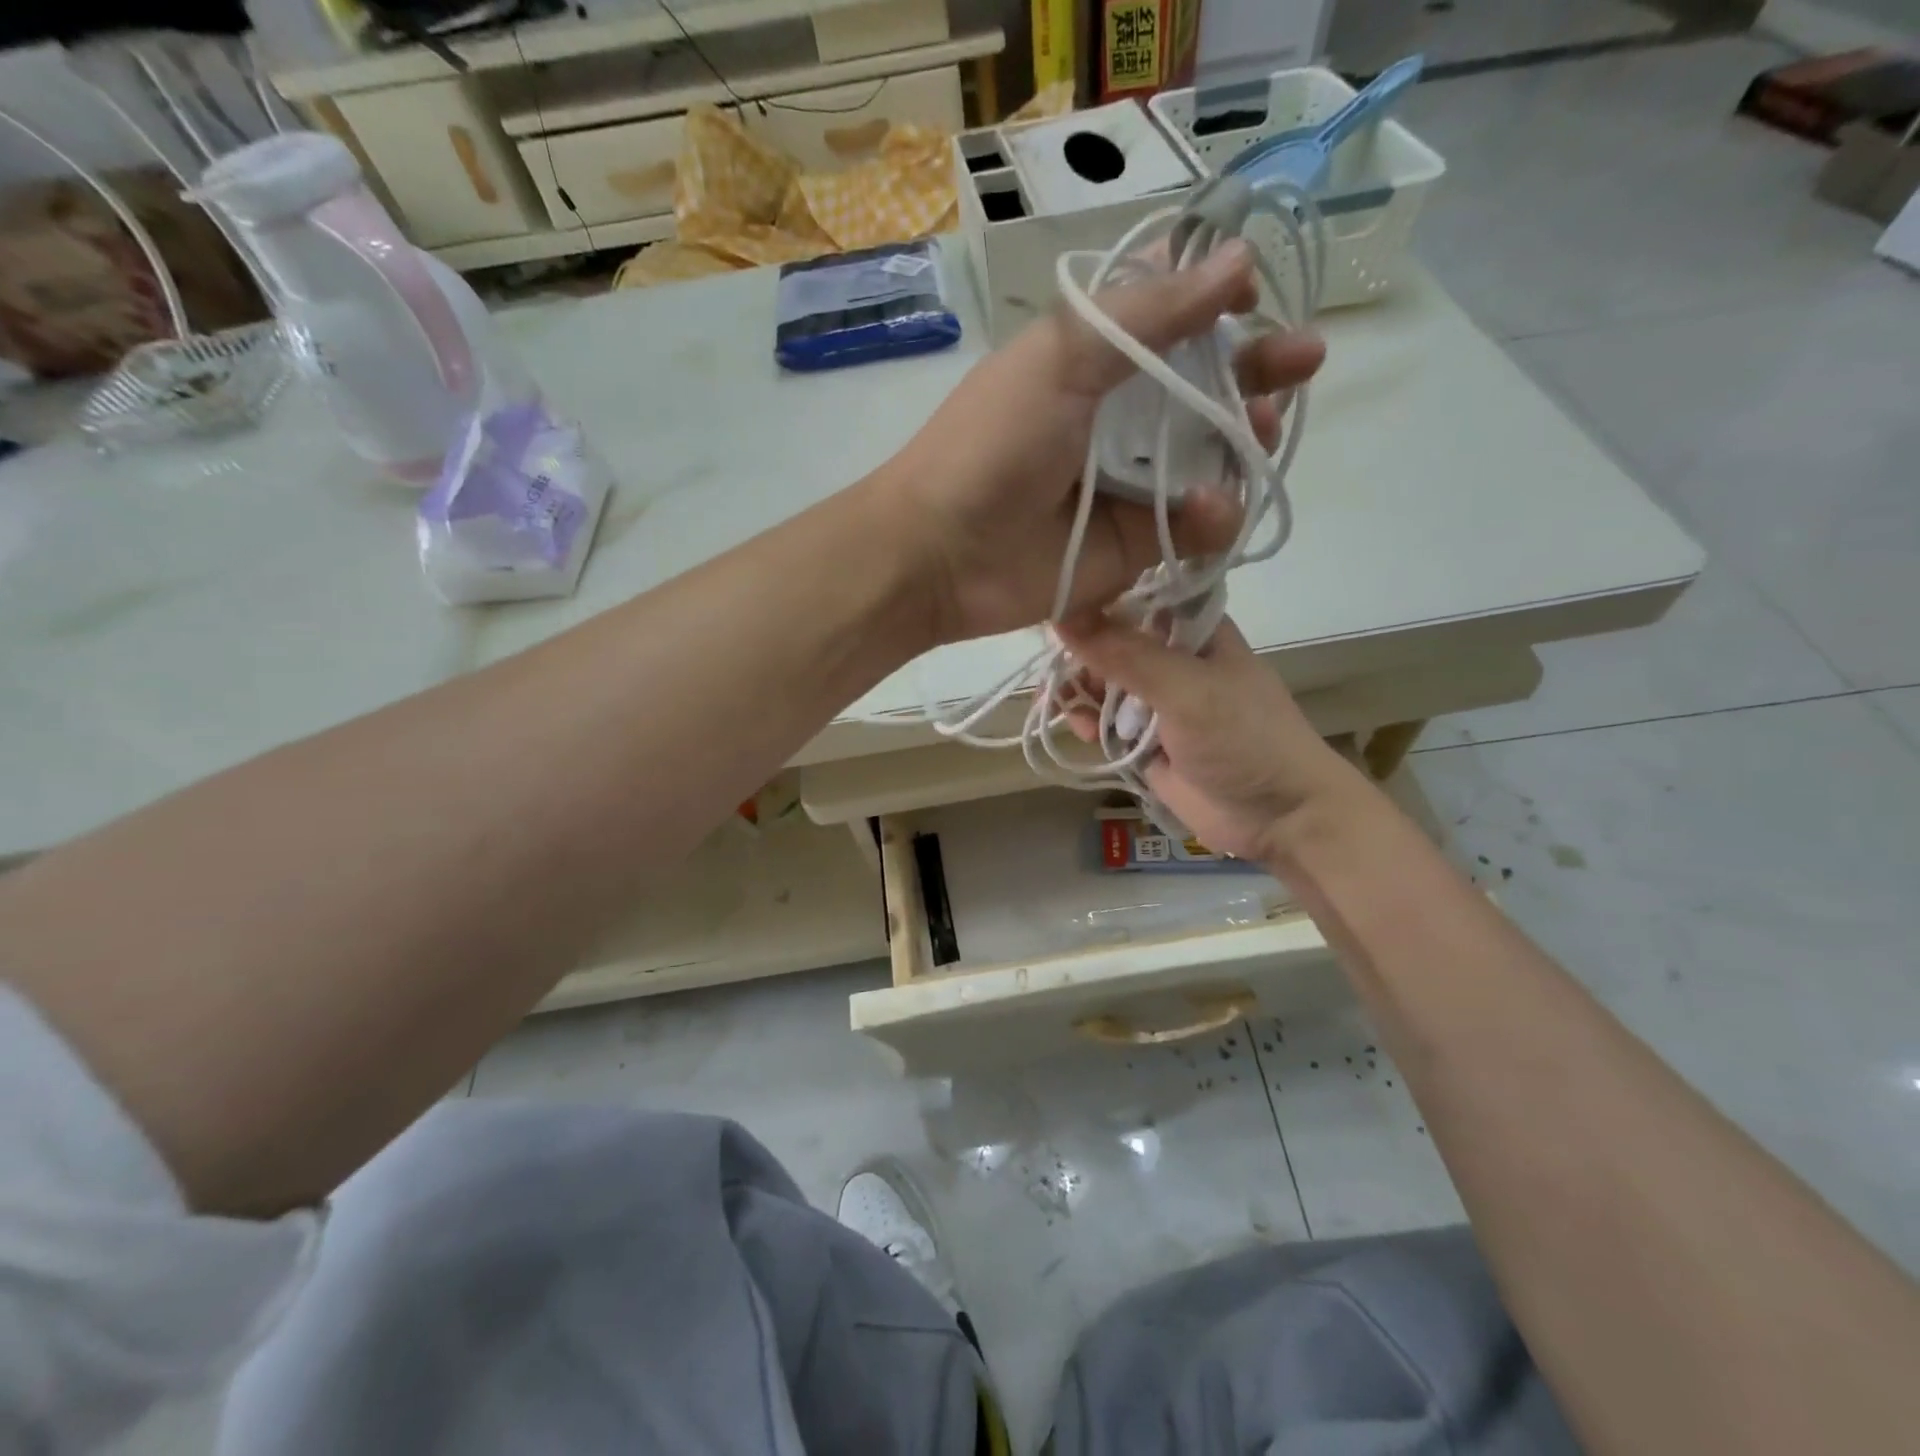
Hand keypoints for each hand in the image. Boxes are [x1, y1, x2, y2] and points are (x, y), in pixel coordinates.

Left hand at [885, 242, 1324, 643]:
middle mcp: (1119, 422)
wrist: (943, 554)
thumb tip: (1239, 258)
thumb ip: (1149, 314)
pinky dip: (1213, 515)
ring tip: (1259, 428)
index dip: (1222, 308)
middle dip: (1258, 373)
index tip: (1258, 295)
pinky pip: (1196, 527)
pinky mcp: (1137, 548)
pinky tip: (1209, 507)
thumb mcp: (1062, 357)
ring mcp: (1131, 488)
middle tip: (1302, 361)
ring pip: (1213, 460)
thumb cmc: (992, 444)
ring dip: (1246, 442)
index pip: (1174, 326)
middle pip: (1206, 392)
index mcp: (1095, 364)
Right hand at [1054, 614, 1363, 868]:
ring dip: (1079, 693)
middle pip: (1110, 642)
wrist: (1279, 818)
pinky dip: (1086, 723)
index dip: (1095, 599)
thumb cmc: (1244, 740)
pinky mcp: (1144, 740)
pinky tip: (1080, 731)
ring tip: (1065, 708)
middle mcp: (1173, 659)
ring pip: (1102, 683)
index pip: (1136, 597)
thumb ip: (1126, 656)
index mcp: (1194, 631)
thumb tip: (1063, 617)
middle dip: (1080, 655)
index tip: (1054, 605)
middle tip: (1053, 670)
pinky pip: (1103, 722)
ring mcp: (1157, 702)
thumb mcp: (1187, 690)